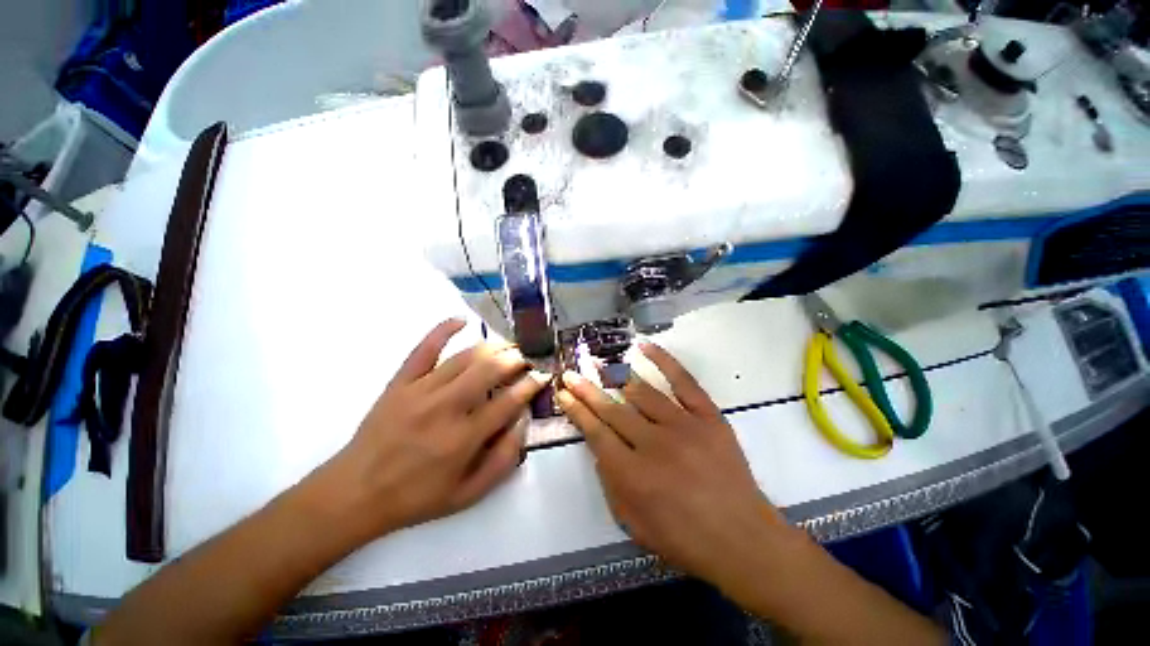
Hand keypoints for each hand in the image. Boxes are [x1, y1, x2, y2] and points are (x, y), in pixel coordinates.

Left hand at [323, 319, 549, 539]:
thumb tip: (522, 424)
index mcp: (464, 438)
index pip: (509, 401)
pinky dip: (443, 330)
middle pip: (489, 370)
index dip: (531, 385)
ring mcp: (421, 391)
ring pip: (465, 357)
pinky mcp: (401, 382)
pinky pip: (424, 349)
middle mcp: (446, 408)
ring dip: (492, 347)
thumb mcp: (467, 494)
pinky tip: (461, 320)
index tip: (542, 376)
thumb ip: (502, 461)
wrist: (356, 493)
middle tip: (525, 359)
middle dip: (515, 360)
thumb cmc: (416, 496)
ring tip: (507, 346)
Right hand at [556, 342, 794, 586]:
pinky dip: (663, 360)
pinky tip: (643, 346)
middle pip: (612, 409)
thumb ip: (610, 482)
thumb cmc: (684, 539)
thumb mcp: (633, 523)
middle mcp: (653, 443)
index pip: (595, 432)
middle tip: (571, 373)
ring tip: (598, 363)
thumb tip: (599, 447)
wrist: (741, 537)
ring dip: (615, 376)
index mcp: (632, 474)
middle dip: (587, 389)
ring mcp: (683, 425)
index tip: (564, 393)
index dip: (577, 410)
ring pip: (641, 392)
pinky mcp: (707, 415)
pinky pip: (683, 381)